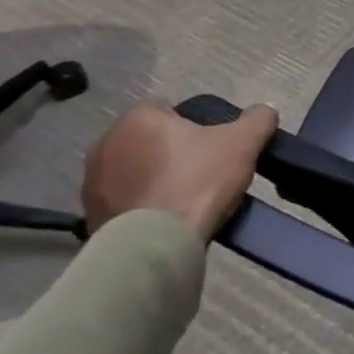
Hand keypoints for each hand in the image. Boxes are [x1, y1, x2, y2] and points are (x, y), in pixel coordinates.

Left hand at [81, 101, 277, 239]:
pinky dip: (140, 204)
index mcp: (139, 118)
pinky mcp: (89, 214)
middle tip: (201, 172)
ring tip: (182, 199)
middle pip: (149, 139)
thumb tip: (264, 111)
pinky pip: (122, 200)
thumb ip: (258, 118)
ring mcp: (91, 181)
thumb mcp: (244, 142)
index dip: (194, 125)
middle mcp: (106, 142)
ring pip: (133, 169)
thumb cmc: (197, 182)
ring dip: (152, 178)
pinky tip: (163, 219)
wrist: (157, 245)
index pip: (168, 109)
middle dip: (170, 151)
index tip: (212, 147)